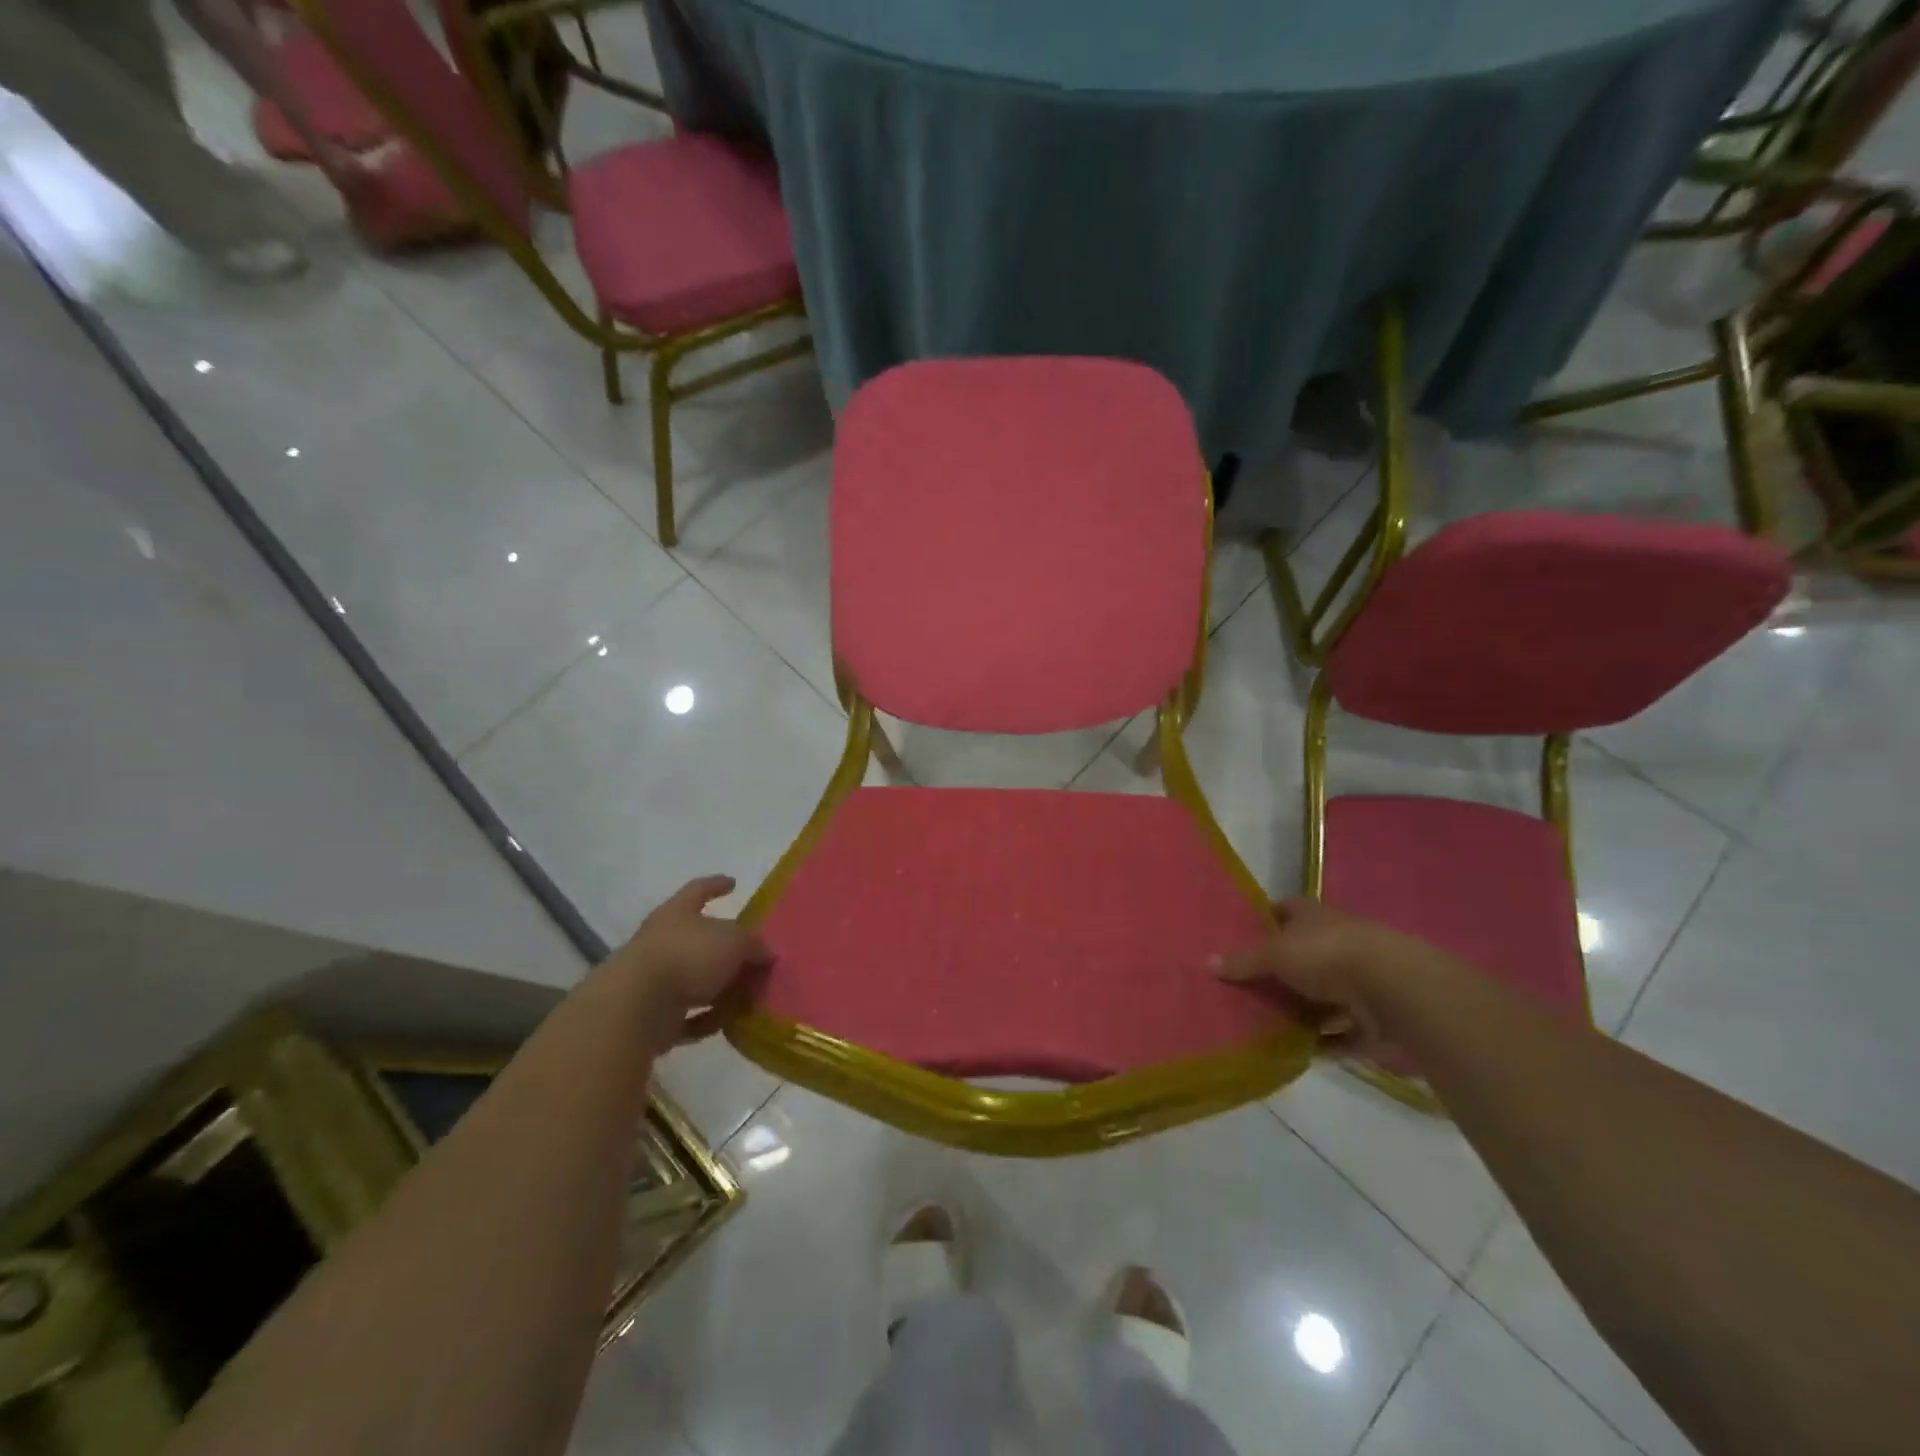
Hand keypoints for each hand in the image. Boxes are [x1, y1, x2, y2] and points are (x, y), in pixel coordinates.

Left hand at [599, 876, 771, 1051]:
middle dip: (727, 949)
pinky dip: (708, 1020)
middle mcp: (663, 942)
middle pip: (701, 940)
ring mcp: (656, 980)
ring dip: (722, 990)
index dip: (716, 885)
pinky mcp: (653, 1017)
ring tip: (751, 996)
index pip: (699, 890)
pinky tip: (730, 1024)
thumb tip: (766, 953)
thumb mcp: (734, 942)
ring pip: (696, 981)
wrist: (634, 1007)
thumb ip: (754, 945)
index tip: (733, 882)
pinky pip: (689, 1017)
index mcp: (677, 913)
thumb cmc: (687, 956)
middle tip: (755, 956)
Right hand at [1216, 898, 1454, 1052]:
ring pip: (1323, 996)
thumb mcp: (1276, 954)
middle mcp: (1338, 942)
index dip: (1263, 920)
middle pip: (1302, 955)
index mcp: (1314, 917)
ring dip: (1303, 1011)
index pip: (1284, 910)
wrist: (1396, 991)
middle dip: (1279, 971)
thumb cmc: (1328, 955)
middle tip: (1244, 987)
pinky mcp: (1374, 1019)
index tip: (1238, 935)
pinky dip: (1325, 1043)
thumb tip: (1208, 963)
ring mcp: (1360, 981)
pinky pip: (1343, 1033)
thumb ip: (1245, 960)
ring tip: (1266, 1024)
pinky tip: (1300, 1053)